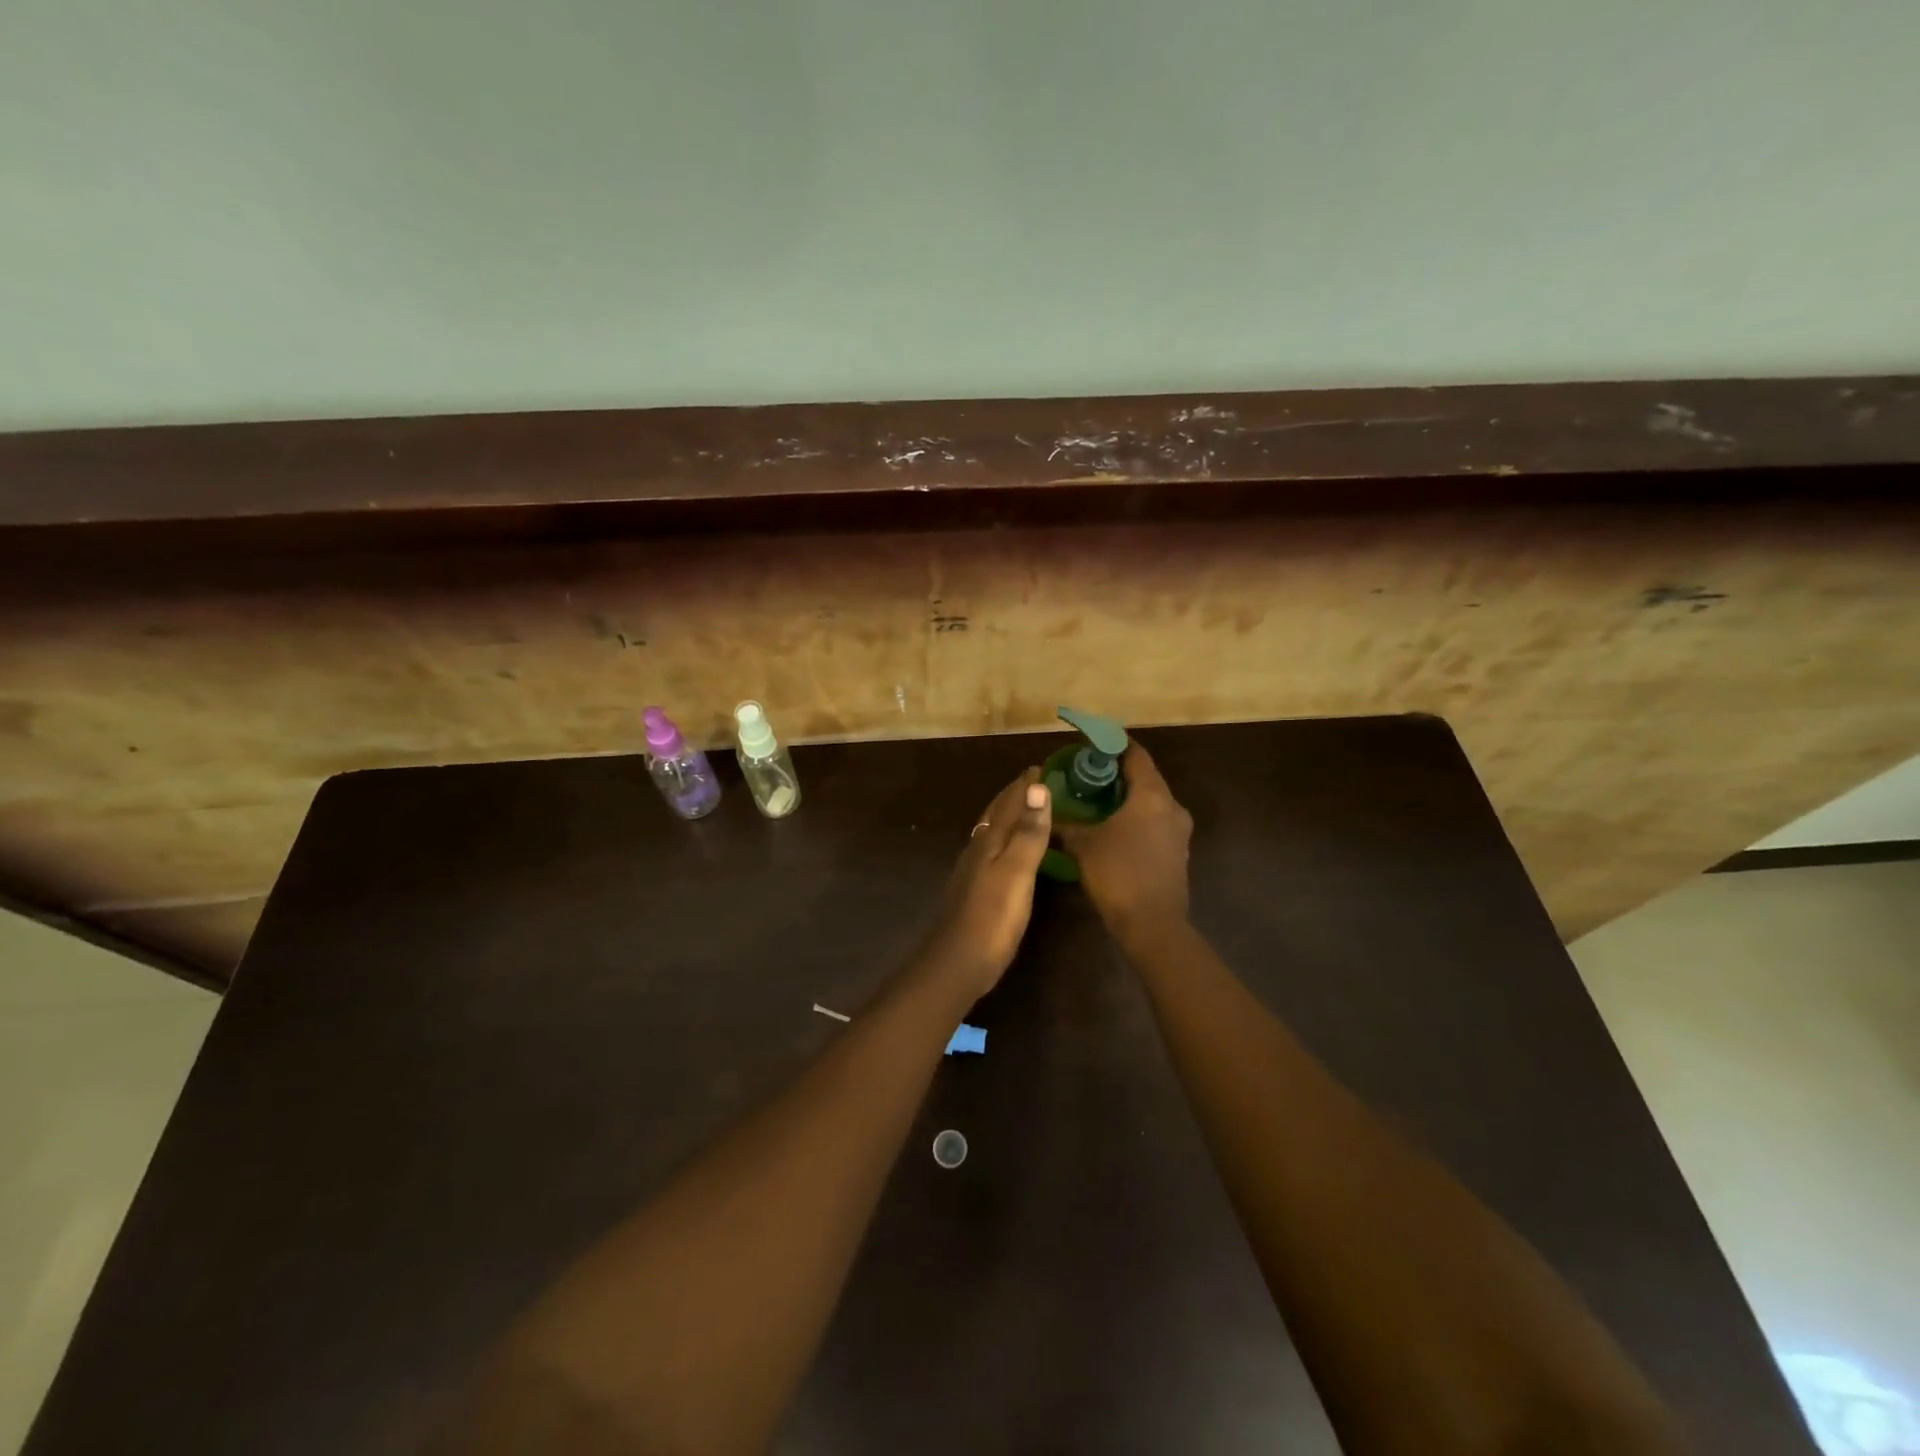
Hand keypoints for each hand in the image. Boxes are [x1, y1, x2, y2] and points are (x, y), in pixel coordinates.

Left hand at [927, 768, 1052, 995]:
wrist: (959, 961)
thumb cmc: (993, 916)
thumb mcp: (1017, 872)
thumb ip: (1028, 832)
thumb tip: (1037, 786)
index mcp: (989, 841)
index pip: (1009, 802)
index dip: (1025, 785)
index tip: (1041, 766)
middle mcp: (978, 849)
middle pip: (996, 813)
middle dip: (1015, 795)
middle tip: (1035, 781)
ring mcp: (973, 870)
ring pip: (992, 831)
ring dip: (1008, 815)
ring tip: (1026, 808)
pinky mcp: (975, 889)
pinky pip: (992, 851)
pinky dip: (1005, 839)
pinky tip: (1008, 851)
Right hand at [1056, 740, 1191, 943]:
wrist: (1152, 925)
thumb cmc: (1118, 874)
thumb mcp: (1083, 845)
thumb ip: (1066, 823)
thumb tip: (1046, 810)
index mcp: (1152, 795)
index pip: (1135, 754)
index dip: (1113, 744)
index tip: (1091, 742)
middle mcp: (1171, 806)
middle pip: (1145, 777)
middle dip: (1117, 772)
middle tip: (1087, 773)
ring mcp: (1179, 831)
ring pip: (1151, 802)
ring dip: (1127, 797)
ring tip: (1097, 800)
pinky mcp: (1178, 852)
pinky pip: (1155, 823)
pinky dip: (1136, 818)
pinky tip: (1113, 828)